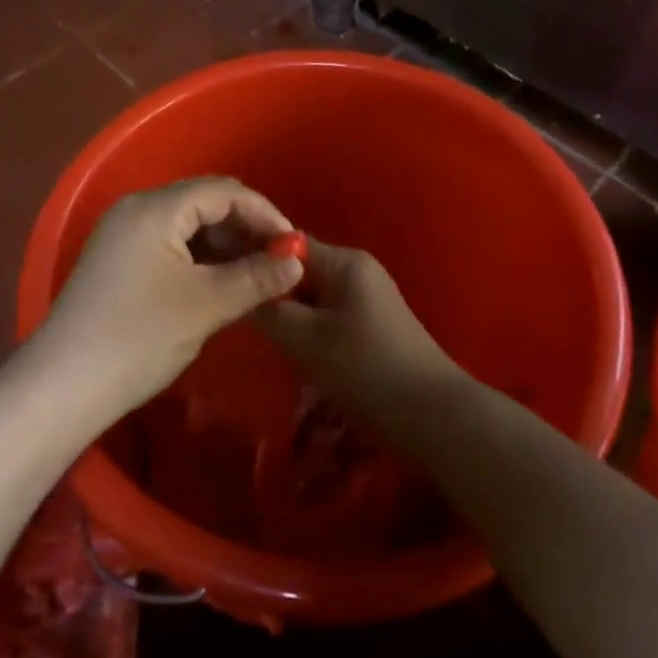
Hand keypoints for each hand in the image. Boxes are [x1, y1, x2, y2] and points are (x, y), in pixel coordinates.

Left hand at [30, 177, 303, 417]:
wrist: (60, 388)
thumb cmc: (138, 338)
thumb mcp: (206, 306)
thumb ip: (256, 278)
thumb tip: (297, 262)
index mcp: (156, 208)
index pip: (224, 192)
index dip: (264, 214)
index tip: (293, 246)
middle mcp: (137, 209)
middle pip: (205, 202)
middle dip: (246, 227)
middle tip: (277, 261)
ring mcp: (123, 234)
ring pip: (188, 224)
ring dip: (224, 244)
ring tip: (253, 275)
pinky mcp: (117, 259)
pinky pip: (170, 242)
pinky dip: (200, 257)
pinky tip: (218, 283)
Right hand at [253, 239, 463, 421]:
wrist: (432, 414)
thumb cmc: (365, 370)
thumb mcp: (305, 340)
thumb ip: (268, 309)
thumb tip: (240, 286)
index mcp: (344, 261)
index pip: (287, 243)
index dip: (254, 256)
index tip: (224, 276)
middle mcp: (358, 268)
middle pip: (300, 267)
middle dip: (271, 288)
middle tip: (239, 311)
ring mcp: (369, 294)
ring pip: (313, 292)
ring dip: (290, 310)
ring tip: (262, 333)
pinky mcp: (373, 320)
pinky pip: (329, 310)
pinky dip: (309, 324)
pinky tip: (295, 349)